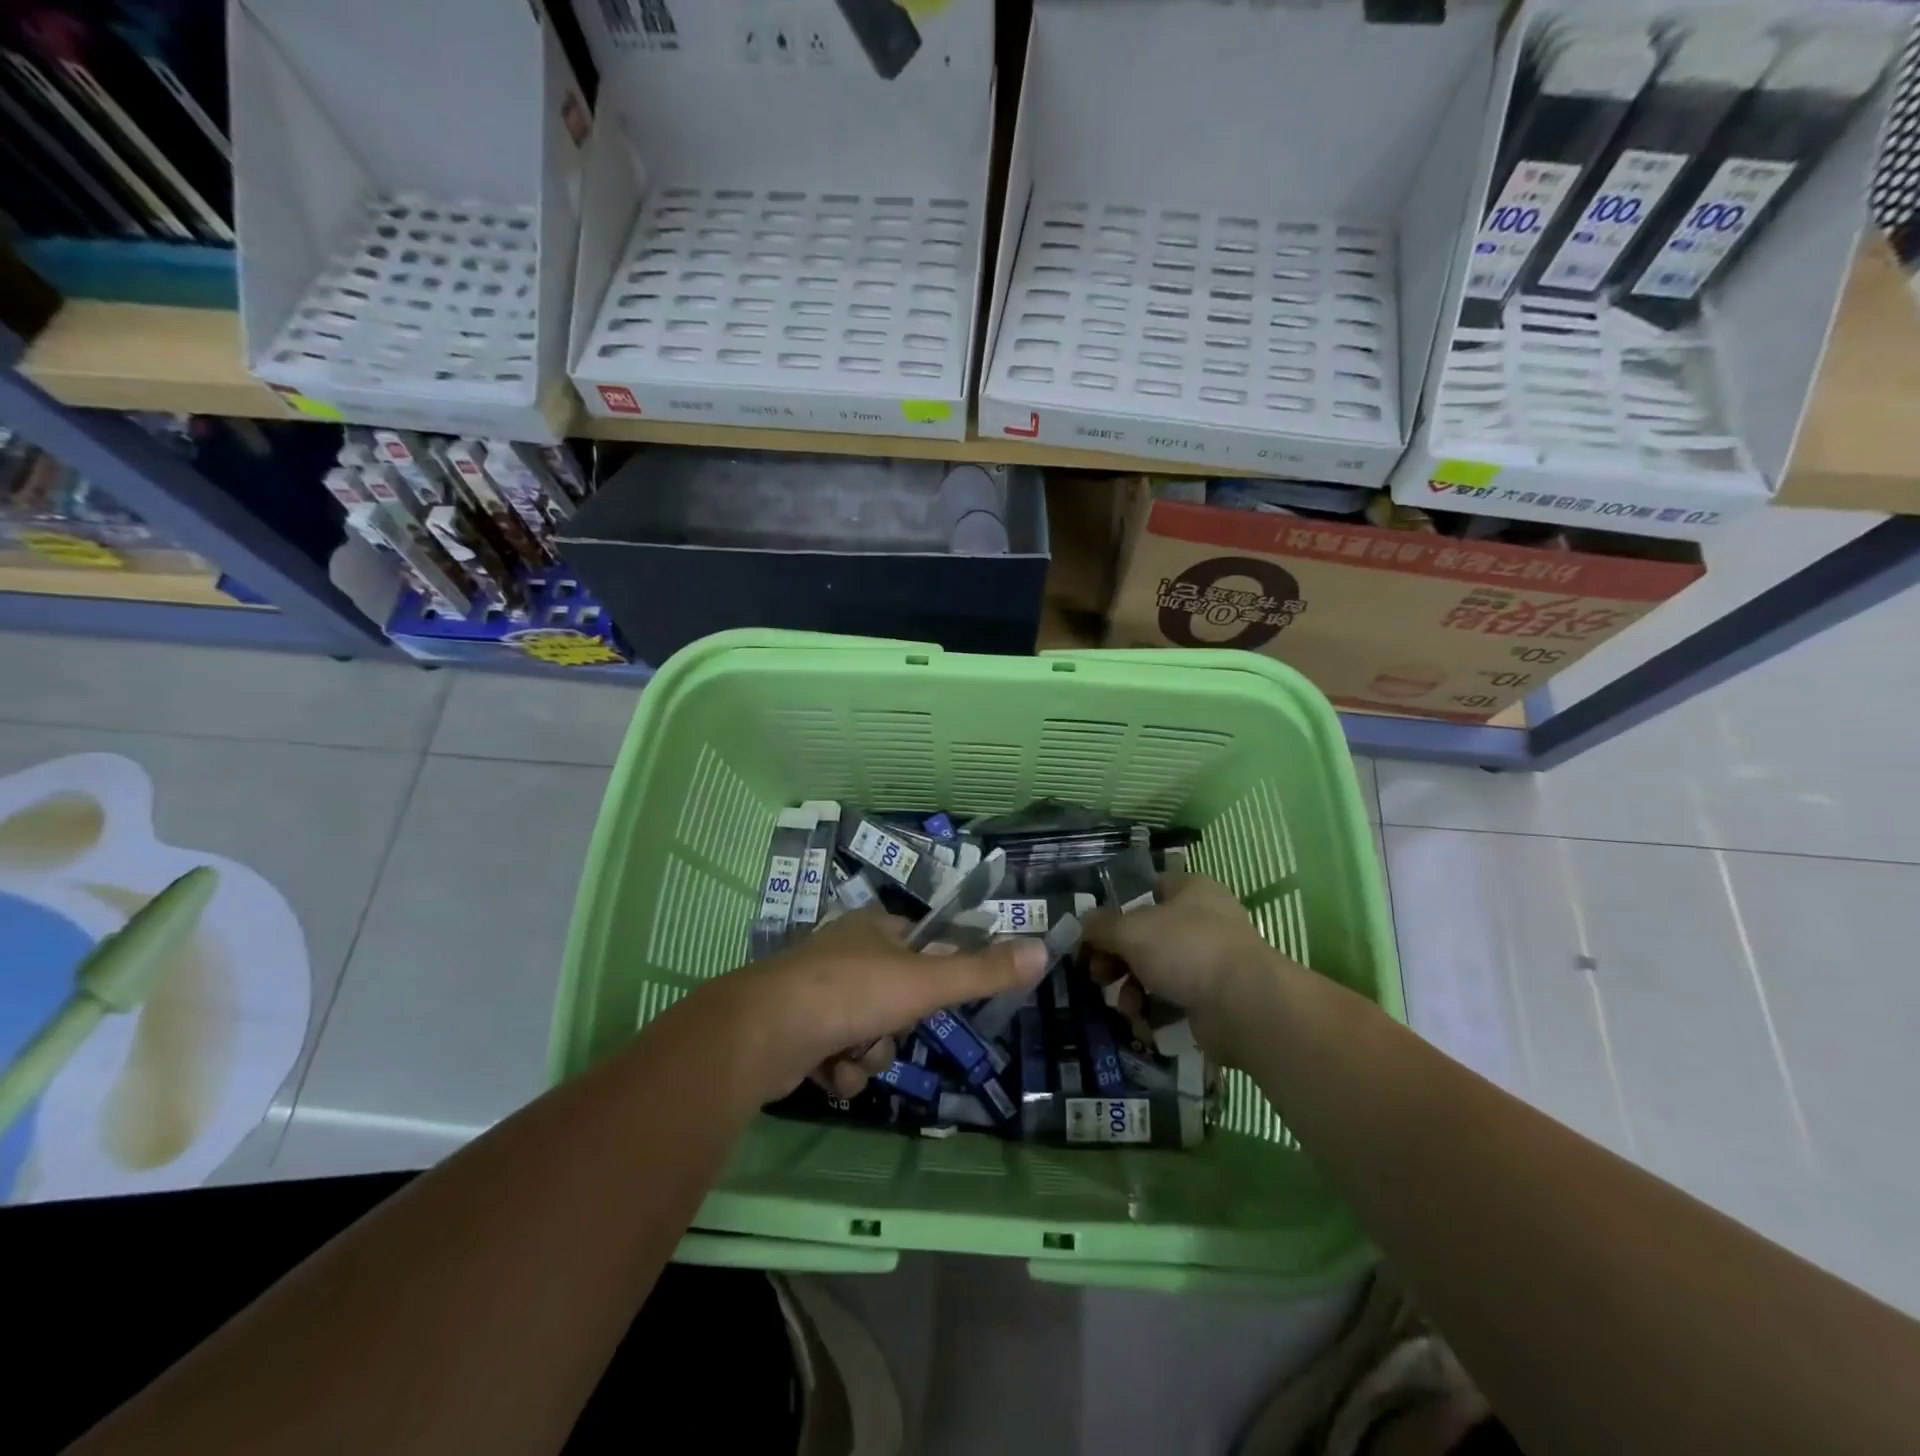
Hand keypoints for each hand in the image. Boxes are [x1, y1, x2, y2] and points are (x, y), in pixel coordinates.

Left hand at [713, 910, 1047, 1102]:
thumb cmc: (851, 993)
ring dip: (871, 1053)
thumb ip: (982, 971)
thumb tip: (1042, 949)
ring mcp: (819, 992)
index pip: (924, 944)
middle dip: (897, 1027)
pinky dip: (842, 1069)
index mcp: (875, 928)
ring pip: (873, 1032)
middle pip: (900, 998)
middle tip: (888, 1027)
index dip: (935, 974)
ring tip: (850, 1054)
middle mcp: (846, 953)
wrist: (763, 1033)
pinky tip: (829, 1071)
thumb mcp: (925, 982)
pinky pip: (841, 1055)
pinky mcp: (799, 1031)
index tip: (935, 998)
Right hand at [1081, 872, 1291, 1068]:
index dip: (1115, 909)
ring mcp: (1210, 961)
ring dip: (1131, 990)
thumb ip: (1100, 925)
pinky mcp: (1213, 999)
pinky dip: (1153, 1012)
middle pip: (1145, 935)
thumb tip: (1083, 925)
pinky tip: (1143, 1023)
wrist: (1243, 1007)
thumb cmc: (1185, 949)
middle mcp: (1202, 920)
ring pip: (1155, 971)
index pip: (1145, 890)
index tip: (1092, 934)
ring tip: (1125, 1006)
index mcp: (1190, 890)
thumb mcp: (1130, 929)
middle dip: (1116, 959)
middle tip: (1097, 975)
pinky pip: (1172, 1001)